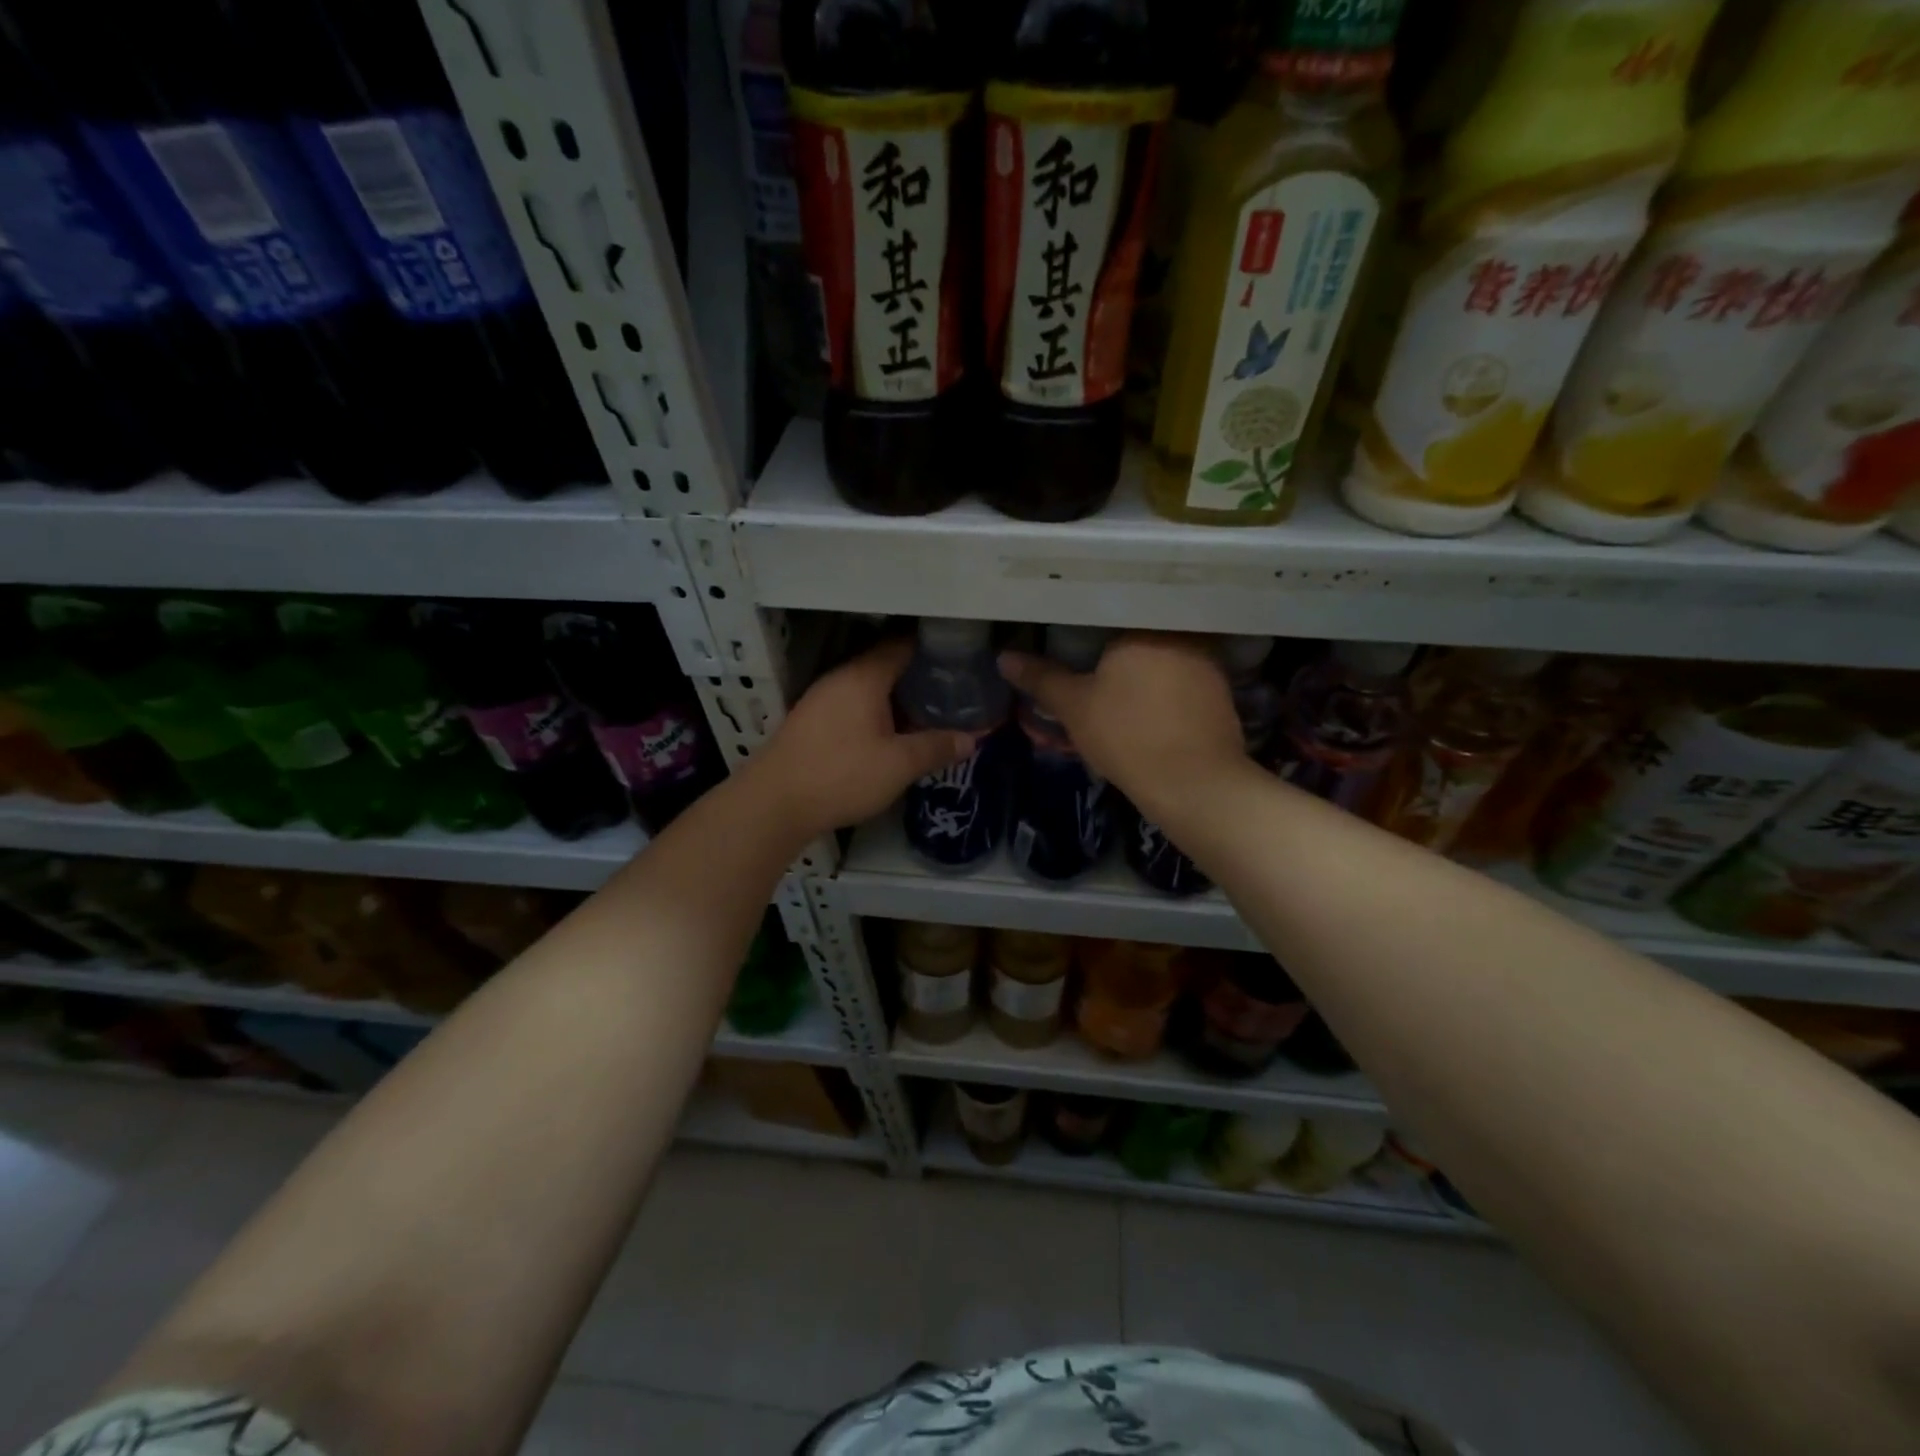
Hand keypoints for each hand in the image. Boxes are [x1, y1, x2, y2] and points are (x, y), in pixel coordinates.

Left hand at [751, 639, 974, 839]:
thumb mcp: (899, 765)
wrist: (774, 804)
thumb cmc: (841, 775)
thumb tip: (972, 739)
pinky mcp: (812, 721)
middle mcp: (841, 678)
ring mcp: (822, 698)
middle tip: (953, 691)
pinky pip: (853, 704)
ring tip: (929, 712)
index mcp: (864, 676)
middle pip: (886, 664)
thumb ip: (936, 747)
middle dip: (919, 675)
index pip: (903, 645)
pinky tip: (893, 733)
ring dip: (897, 696)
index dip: (934, 649)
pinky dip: (877, 711)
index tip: (962, 660)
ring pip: (869, 687)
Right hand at [998, 632, 1246, 817]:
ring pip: (1161, 660)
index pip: (1107, 614)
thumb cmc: (1127, 736)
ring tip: (1117, 697)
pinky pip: (1181, 682)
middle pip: (1136, 637)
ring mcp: (1207, 663)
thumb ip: (1041, 678)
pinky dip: (1163, 693)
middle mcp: (1180, 634)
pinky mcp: (1220, 693)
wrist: (1194, 784)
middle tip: (1089, 676)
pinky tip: (1148, 714)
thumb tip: (1005, 657)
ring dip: (1141, 675)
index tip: (1070, 650)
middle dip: (1114, 655)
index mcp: (1142, 626)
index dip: (1084, 632)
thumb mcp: (1074, 707)